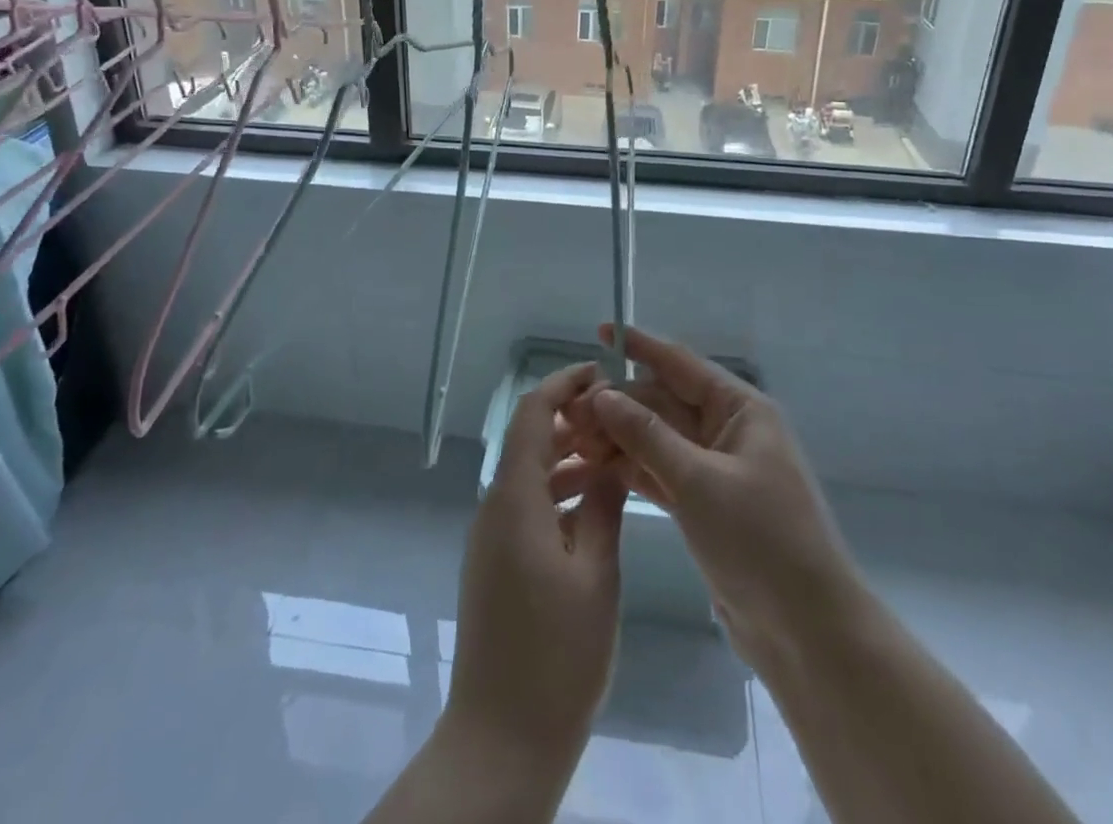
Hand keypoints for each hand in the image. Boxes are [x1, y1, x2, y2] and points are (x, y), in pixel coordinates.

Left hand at [445, 362, 625, 764]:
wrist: (500, 740)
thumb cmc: (555, 655)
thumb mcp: (595, 575)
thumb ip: (602, 507)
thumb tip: (609, 461)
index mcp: (514, 497)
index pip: (532, 414)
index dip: (563, 385)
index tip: (601, 374)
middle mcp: (495, 506)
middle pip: (529, 440)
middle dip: (572, 421)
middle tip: (620, 420)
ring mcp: (492, 536)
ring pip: (530, 475)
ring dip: (568, 459)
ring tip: (616, 459)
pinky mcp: (496, 563)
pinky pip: (527, 506)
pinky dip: (558, 494)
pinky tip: (594, 509)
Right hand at [579, 325, 857, 671]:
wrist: (809, 633)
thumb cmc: (761, 540)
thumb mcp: (699, 481)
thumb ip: (647, 435)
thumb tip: (602, 394)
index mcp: (740, 409)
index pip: (680, 363)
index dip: (640, 346)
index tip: (601, 330)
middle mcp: (727, 430)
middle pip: (663, 402)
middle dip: (619, 403)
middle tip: (570, 412)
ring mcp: (715, 469)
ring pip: (658, 438)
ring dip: (620, 437)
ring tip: (574, 440)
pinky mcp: (705, 505)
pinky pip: (662, 472)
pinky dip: (633, 468)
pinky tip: (596, 467)